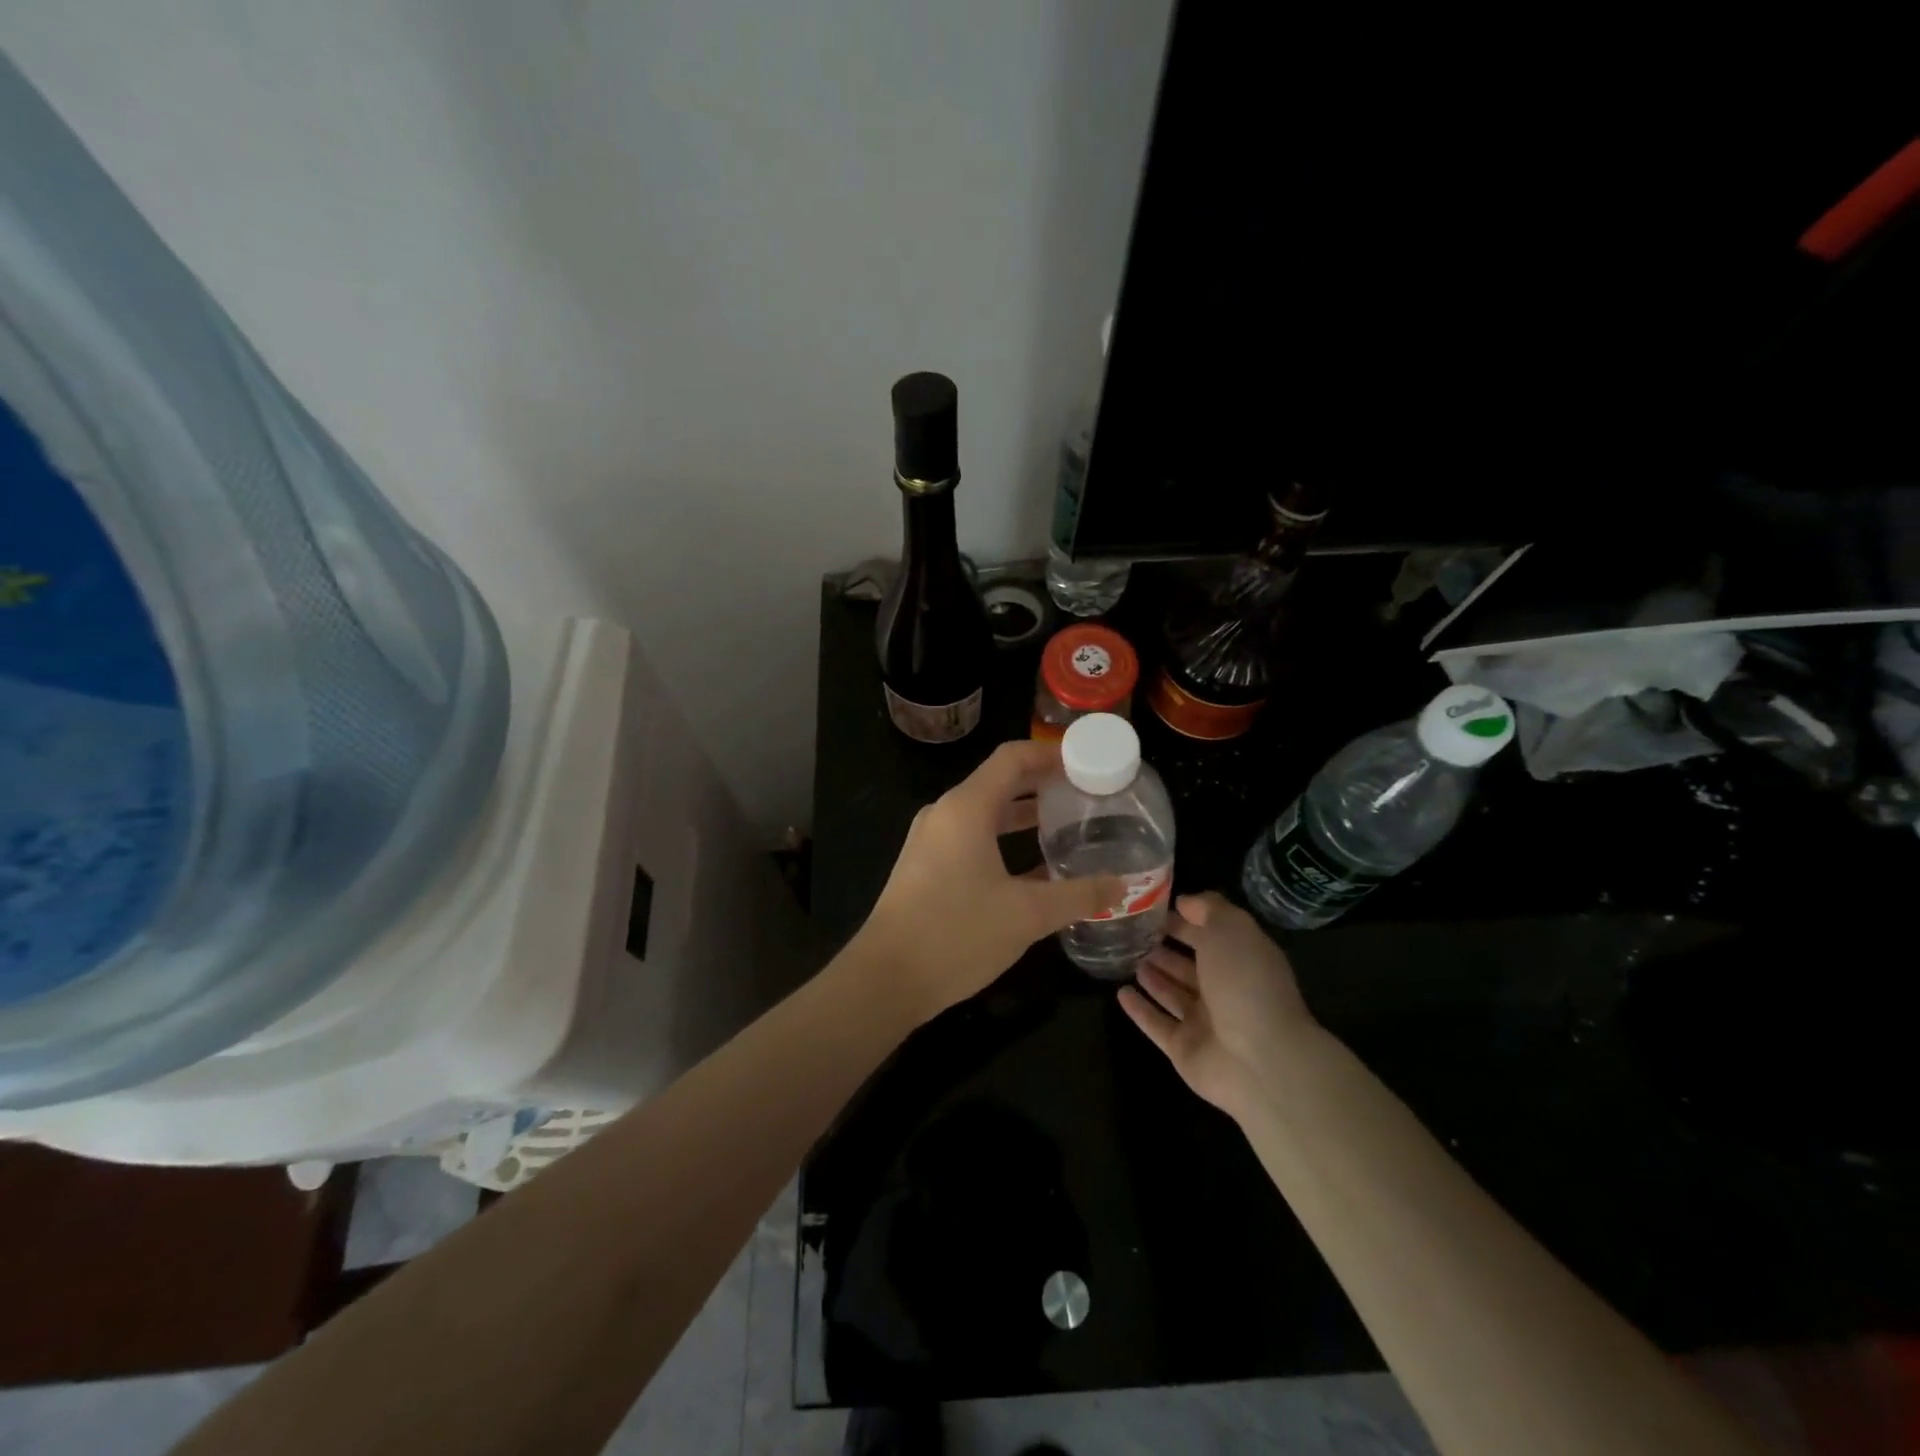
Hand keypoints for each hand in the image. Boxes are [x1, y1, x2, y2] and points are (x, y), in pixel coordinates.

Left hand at [858, 740, 1124, 1019]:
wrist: (886, 979)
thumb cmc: (956, 934)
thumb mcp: (1027, 915)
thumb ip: (1078, 896)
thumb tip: (1122, 885)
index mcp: (966, 808)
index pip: (1013, 758)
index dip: (1051, 754)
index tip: (1088, 761)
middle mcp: (945, 814)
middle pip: (999, 782)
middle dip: (1043, 784)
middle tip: (1087, 794)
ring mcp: (931, 841)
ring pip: (985, 813)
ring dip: (1024, 815)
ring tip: (1068, 824)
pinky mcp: (925, 867)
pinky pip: (971, 838)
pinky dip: (1004, 841)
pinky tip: (1035, 868)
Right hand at [1119, 892, 1316, 1120]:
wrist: (1260, 1060)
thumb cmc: (1245, 983)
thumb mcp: (1231, 929)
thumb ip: (1208, 909)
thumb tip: (1184, 902)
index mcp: (1242, 960)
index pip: (1210, 935)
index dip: (1186, 921)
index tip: (1154, 909)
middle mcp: (1225, 990)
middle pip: (1190, 966)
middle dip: (1165, 949)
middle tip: (1134, 934)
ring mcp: (1204, 1023)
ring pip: (1173, 994)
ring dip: (1153, 977)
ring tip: (1127, 958)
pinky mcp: (1184, 1049)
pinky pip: (1157, 1024)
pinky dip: (1140, 1010)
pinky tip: (1120, 993)